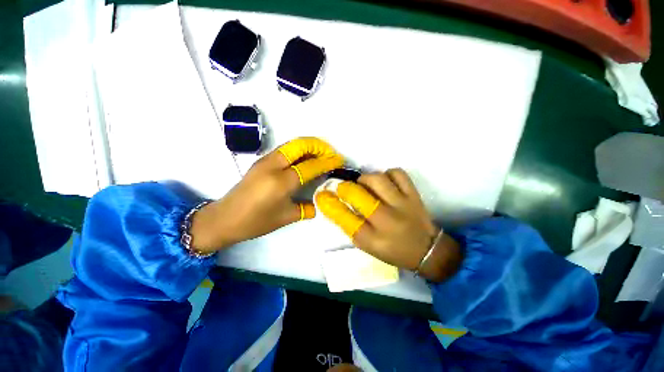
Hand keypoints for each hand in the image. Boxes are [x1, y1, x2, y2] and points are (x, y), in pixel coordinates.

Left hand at [190, 137, 343, 252]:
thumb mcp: (285, 217)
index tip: (338, 161)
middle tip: (330, 153)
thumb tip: (319, 203)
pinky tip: (304, 159)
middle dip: (318, 146)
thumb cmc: (256, 222)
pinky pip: (284, 150)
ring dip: (308, 146)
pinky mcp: (260, 162)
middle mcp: (273, 166)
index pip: (310, 166)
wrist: (224, 218)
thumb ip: (306, 208)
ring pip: (291, 145)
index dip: (327, 162)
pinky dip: (298, 150)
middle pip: (299, 145)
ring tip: (320, 154)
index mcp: (281, 182)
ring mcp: (265, 161)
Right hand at [316, 169, 461, 281]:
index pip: (343, 217)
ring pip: (377, 179)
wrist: (427, 249)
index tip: (322, 195)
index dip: (329, 203)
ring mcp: (402, 204)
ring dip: (365, 179)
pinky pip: (397, 173)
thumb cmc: (392, 250)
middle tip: (344, 188)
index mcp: (371, 238)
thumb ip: (351, 225)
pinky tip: (386, 183)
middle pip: (357, 194)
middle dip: (345, 188)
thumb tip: (336, 203)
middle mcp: (386, 220)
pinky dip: (387, 174)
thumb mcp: (367, 245)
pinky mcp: (414, 194)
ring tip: (365, 185)